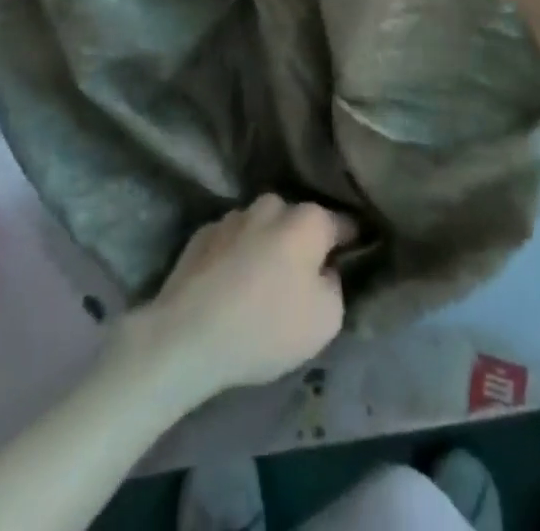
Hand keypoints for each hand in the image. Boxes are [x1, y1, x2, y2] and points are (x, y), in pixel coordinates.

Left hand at [117, 195, 352, 410]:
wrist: (188, 335)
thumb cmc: (267, 327)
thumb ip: (335, 285)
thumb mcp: (327, 320)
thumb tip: (325, 270)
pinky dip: (236, 256)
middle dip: (302, 243)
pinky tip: (229, 286)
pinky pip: (232, 241)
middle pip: (297, 222)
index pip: (341, 223)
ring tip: (260, 284)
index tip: (351, 258)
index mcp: (307, 220)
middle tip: (300, 280)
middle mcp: (271, 206)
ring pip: (262, 227)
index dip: (350, 242)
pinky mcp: (202, 233)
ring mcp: (233, 216)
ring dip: (266, 247)